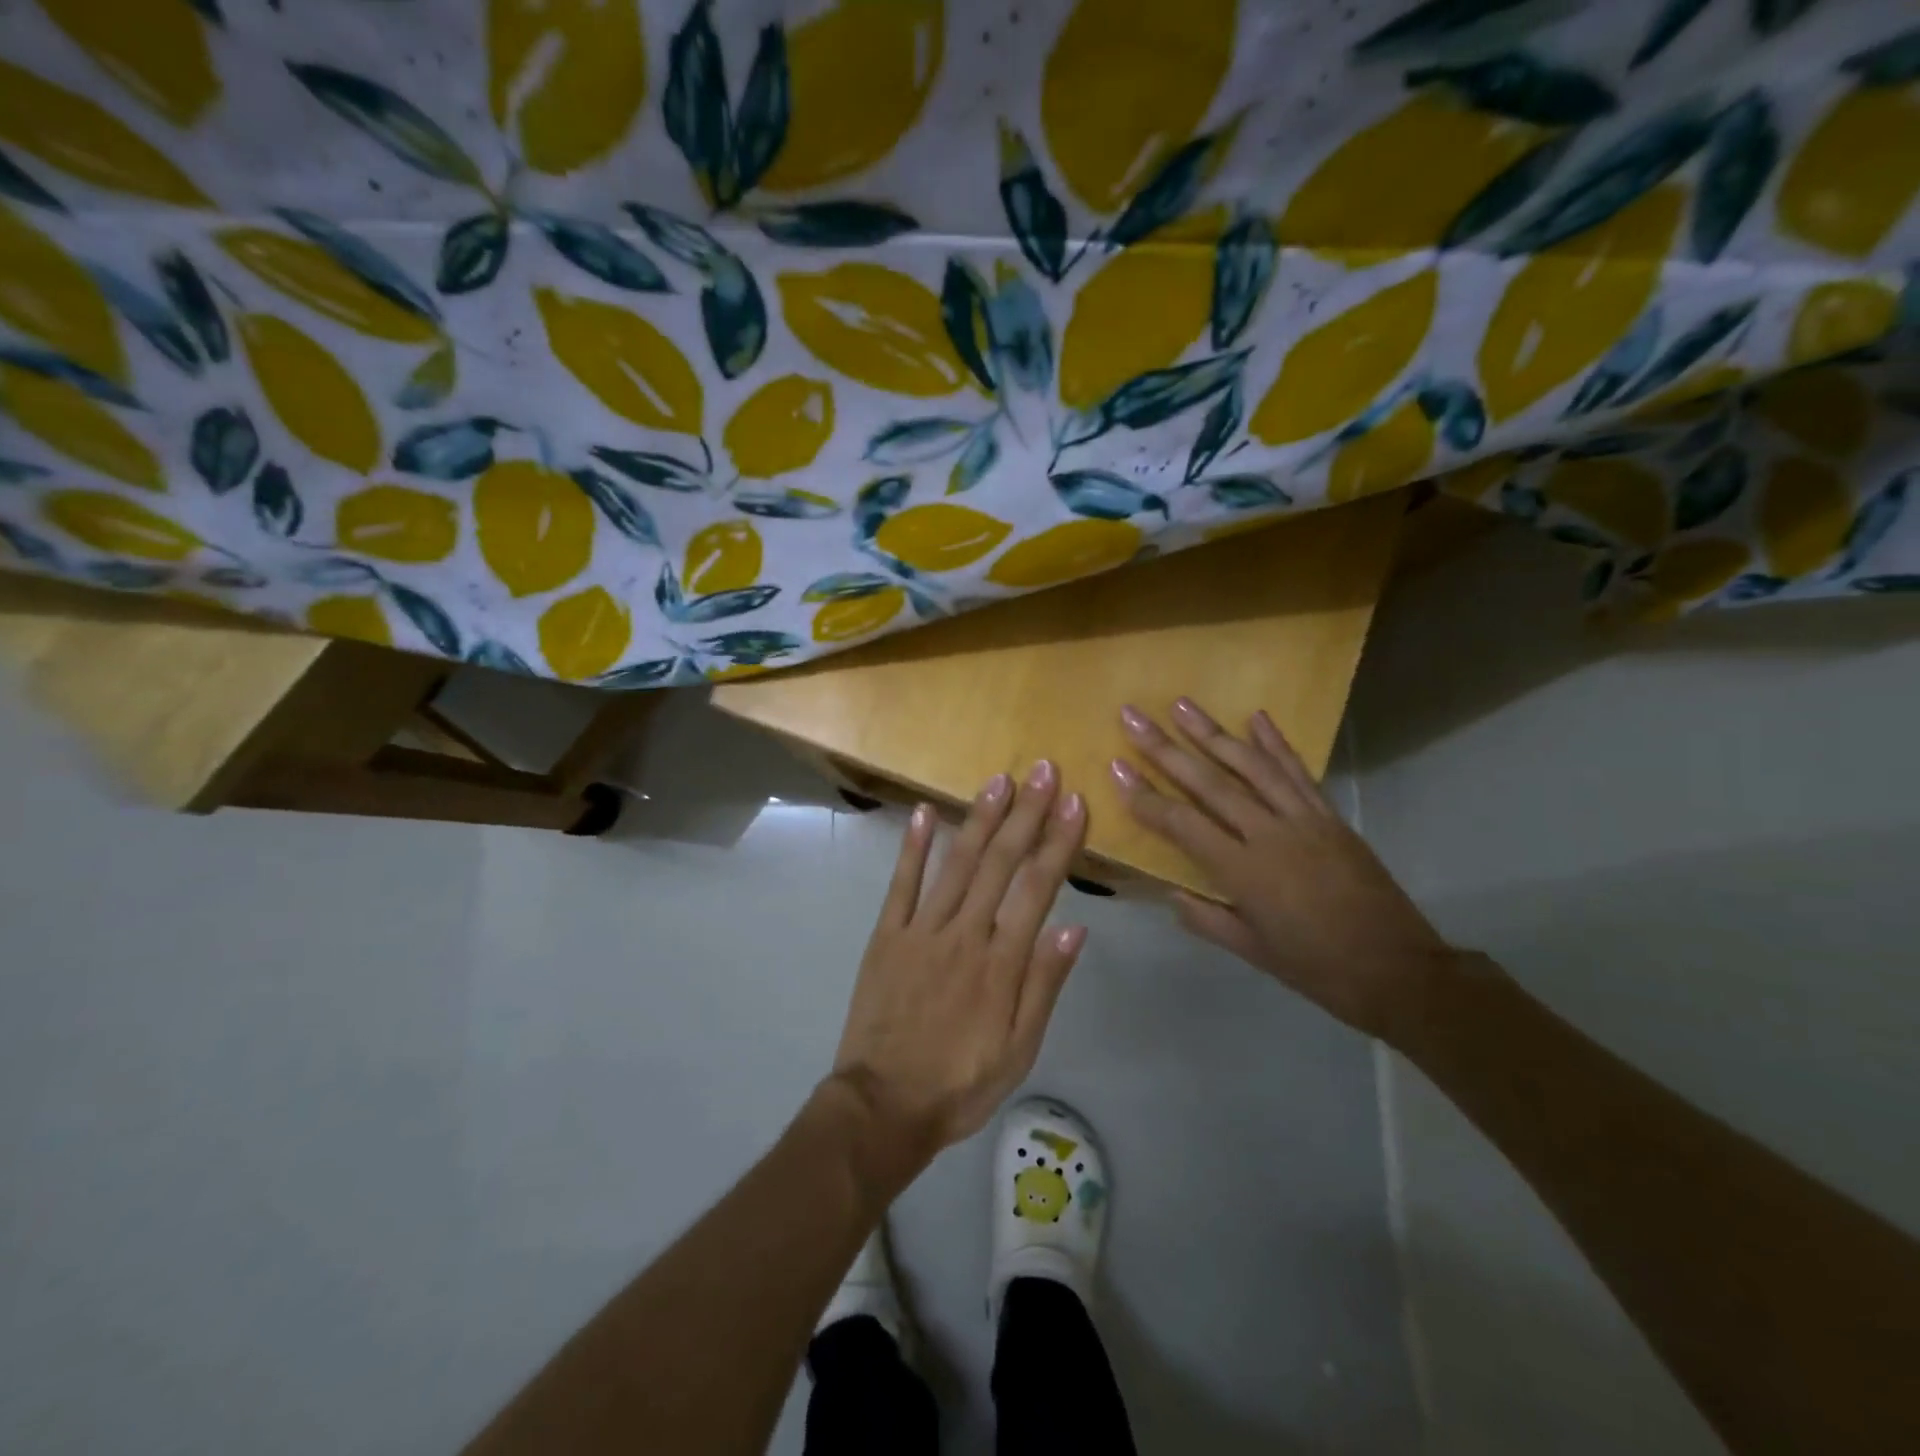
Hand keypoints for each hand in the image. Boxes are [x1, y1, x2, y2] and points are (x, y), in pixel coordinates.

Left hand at [830, 762, 1089, 1169]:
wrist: (883, 1105)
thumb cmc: (961, 1082)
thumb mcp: (1019, 1050)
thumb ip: (1044, 986)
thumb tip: (1074, 928)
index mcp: (1001, 963)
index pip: (1038, 889)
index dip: (1058, 843)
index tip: (1075, 804)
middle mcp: (964, 934)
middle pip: (1000, 863)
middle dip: (1025, 814)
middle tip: (1043, 770)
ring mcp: (921, 930)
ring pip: (955, 863)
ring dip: (979, 818)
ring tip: (999, 780)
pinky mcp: (887, 935)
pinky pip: (901, 883)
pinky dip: (912, 846)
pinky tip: (923, 812)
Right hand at [1111, 698, 1452, 1042]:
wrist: (1399, 970)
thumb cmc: (1316, 968)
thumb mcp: (1252, 951)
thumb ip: (1206, 918)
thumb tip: (1171, 892)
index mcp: (1244, 872)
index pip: (1182, 823)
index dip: (1145, 795)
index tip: (1116, 765)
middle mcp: (1270, 835)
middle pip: (1210, 783)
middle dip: (1166, 748)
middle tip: (1134, 716)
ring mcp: (1304, 820)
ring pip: (1252, 766)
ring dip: (1214, 733)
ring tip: (1182, 705)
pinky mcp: (1330, 817)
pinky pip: (1298, 773)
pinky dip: (1276, 743)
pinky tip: (1256, 717)